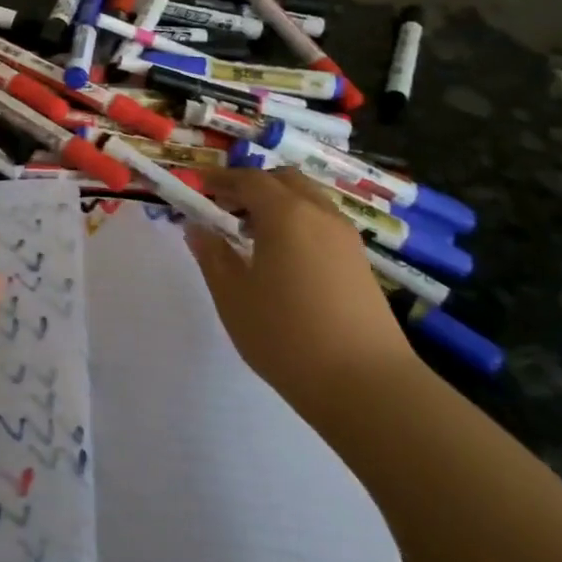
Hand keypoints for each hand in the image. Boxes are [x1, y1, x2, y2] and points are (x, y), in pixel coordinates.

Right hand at [186, 169, 420, 419]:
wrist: (365, 383)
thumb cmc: (286, 335)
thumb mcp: (233, 296)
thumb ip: (212, 255)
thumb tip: (197, 226)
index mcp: (285, 214)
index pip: (249, 179)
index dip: (220, 178)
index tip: (198, 186)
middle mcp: (319, 213)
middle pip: (284, 180)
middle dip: (252, 185)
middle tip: (225, 206)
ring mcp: (345, 237)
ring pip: (308, 199)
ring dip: (278, 203)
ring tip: (252, 234)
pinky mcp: (360, 261)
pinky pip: (322, 221)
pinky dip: (298, 221)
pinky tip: (283, 257)